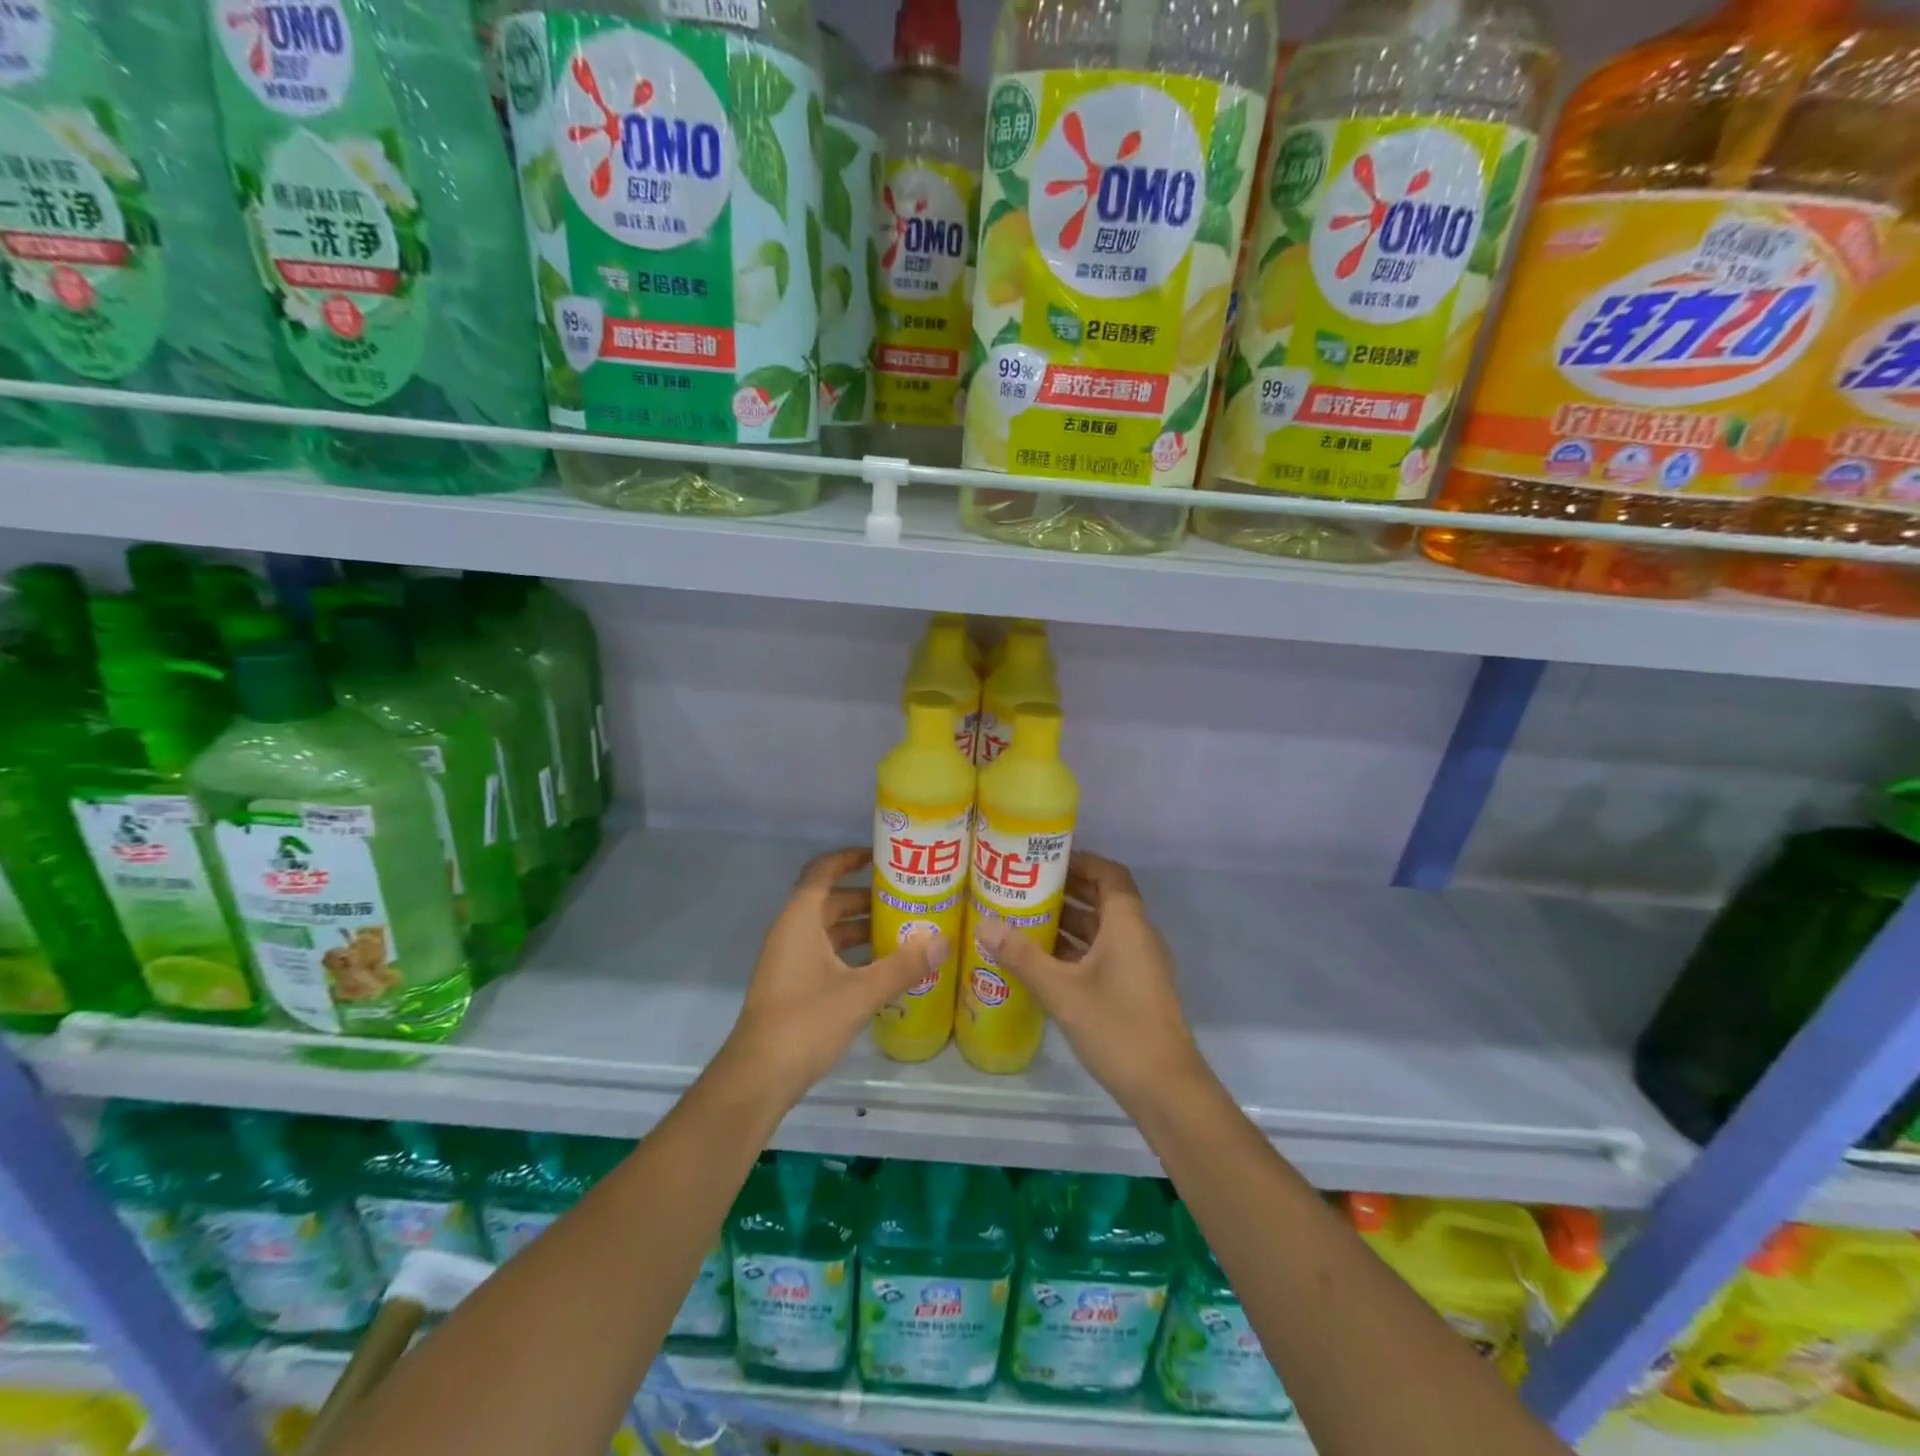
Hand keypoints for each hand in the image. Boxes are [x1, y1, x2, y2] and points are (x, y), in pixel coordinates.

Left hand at [721, 847, 945, 1104]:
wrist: (757, 1077)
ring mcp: (790, 960)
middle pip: (831, 901)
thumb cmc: (805, 1021)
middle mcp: (792, 931)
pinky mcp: (793, 985)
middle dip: (867, 897)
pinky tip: (883, 968)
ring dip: (862, 928)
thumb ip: (903, 966)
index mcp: (800, 919)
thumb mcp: (860, 992)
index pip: (823, 870)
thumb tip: (944, 942)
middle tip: (908, 898)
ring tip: (905, 931)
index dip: (850, 858)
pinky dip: (853, 953)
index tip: (883, 857)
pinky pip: (827, 954)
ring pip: (830, 930)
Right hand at [974, 851, 1211, 1108]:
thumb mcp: (1062, 991)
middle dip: (1066, 891)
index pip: (1109, 874)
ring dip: (1068, 922)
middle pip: (1103, 899)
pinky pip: (1103, 954)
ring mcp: (1138, 965)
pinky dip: (1075, 950)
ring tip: (1024, 919)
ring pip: (1101, 930)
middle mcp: (1137, 936)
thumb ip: (1023, 957)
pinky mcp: (1134, 990)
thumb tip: (985, 925)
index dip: (1080, 861)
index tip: (1044, 860)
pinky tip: (1042, 962)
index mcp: (1127, 924)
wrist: (1166, 1089)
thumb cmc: (1117, 1027)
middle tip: (1024, 887)